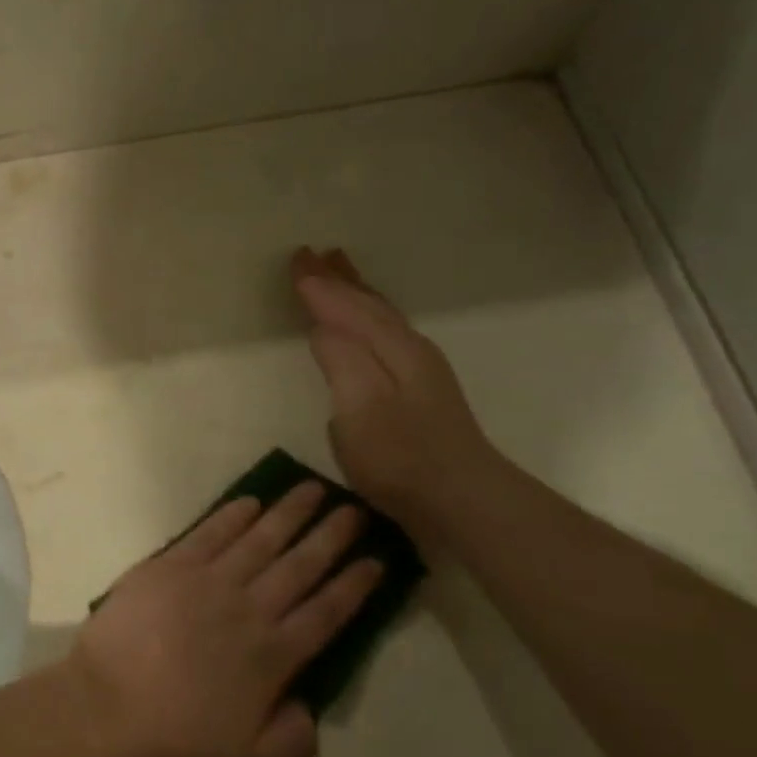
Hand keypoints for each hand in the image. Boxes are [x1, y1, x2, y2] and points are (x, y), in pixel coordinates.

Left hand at [66, 484, 379, 756]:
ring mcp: (208, 581)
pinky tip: (250, 501)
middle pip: (300, 565)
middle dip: (331, 536)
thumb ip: (291, 740)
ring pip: (259, 539)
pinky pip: (209, 533)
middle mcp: (249, 609)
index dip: (354, 585)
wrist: (106, 708)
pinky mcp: (169, 566)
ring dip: (289, 513)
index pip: (326, 612)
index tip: (376, 559)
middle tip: (356, 509)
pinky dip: (232, 515)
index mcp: (273, 656)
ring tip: (312, 488)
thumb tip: (310, 707)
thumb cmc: (175, 740)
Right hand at [291, 246, 500, 527]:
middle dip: (339, 280)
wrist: (461, 500)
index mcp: (391, 347)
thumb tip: (322, 326)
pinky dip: (367, 319)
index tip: (295, 260)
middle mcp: (408, 349)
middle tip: (313, 255)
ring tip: (339, 273)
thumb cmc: (401, 455)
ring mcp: (418, 371)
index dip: (319, 285)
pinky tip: (365, 328)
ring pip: (380, 318)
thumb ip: (340, 358)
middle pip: (368, 304)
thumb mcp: (359, 405)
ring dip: (355, 294)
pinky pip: (384, 335)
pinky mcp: (418, 393)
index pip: (347, 306)